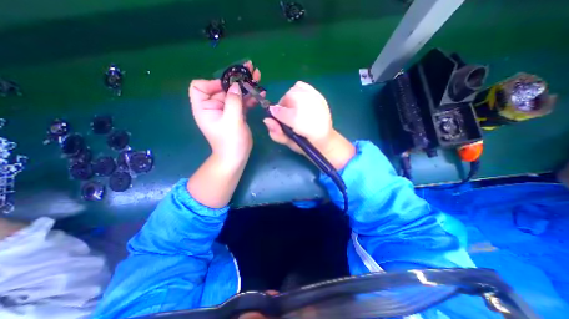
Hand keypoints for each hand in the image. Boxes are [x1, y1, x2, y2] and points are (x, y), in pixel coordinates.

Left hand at [191, 62, 261, 166]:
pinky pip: (242, 102)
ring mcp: (226, 110)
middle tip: (250, 68)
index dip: (213, 83)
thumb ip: (233, 101)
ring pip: (235, 94)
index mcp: (204, 108)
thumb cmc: (230, 142)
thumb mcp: (232, 121)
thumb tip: (236, 85)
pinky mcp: (236, 115)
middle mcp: (214, 107)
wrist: (236, 157)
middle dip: (236, 79)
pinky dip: (250, 98)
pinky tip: (260, 93)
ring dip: (246, 86)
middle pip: (222, 88)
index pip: (200, 87)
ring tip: (258, 76)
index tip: (229, 86)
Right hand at [263, 82, 353, 170]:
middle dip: (284, 107)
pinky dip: (297, 91)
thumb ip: (277, 134)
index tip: (275, 119)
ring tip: (294, 110)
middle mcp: (311, 109)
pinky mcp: (319, 95)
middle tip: (287, 116)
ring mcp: (317, 100)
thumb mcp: (290, 144)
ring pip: (294, 90)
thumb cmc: (305, 144)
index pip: (283, 113)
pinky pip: (302, 86)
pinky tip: (299, 102)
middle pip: (288, 97)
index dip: (276, 115)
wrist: (325, 139)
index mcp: (304, 125)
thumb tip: (266, 120)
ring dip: (290, 99)